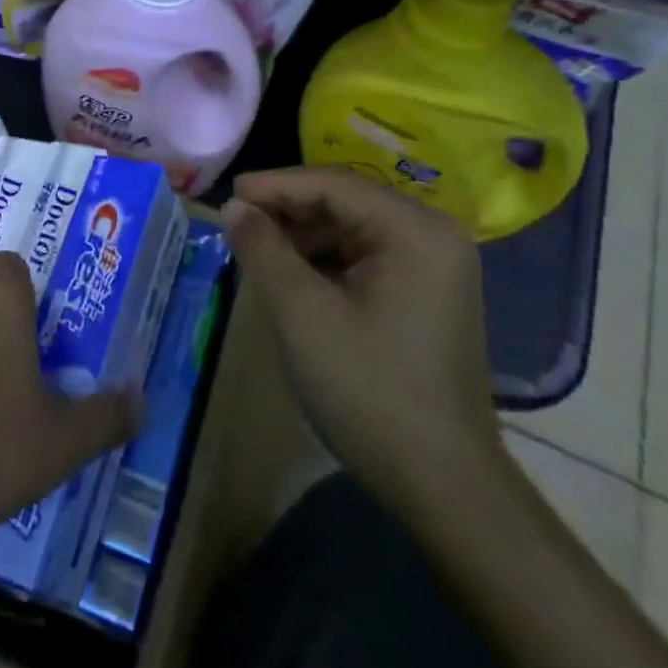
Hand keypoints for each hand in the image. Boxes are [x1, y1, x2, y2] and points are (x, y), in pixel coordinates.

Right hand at [220, 167, 501, 515]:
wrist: (442, 483)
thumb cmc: (369, 390)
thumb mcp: (302, 312)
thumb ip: (263, 249)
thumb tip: (232, 207)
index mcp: (415, 231)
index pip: (333, 184)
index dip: (274, 185)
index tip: (226, 196)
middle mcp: (434, 236)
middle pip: (346, 202)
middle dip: (288, 210)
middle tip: (236, 223)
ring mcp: (436, 266)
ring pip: (353, 229)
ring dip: (303, 235)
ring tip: (256, 249)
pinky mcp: (428, 294)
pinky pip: (367, 256)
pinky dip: (326, 259)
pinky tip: (292, 275)